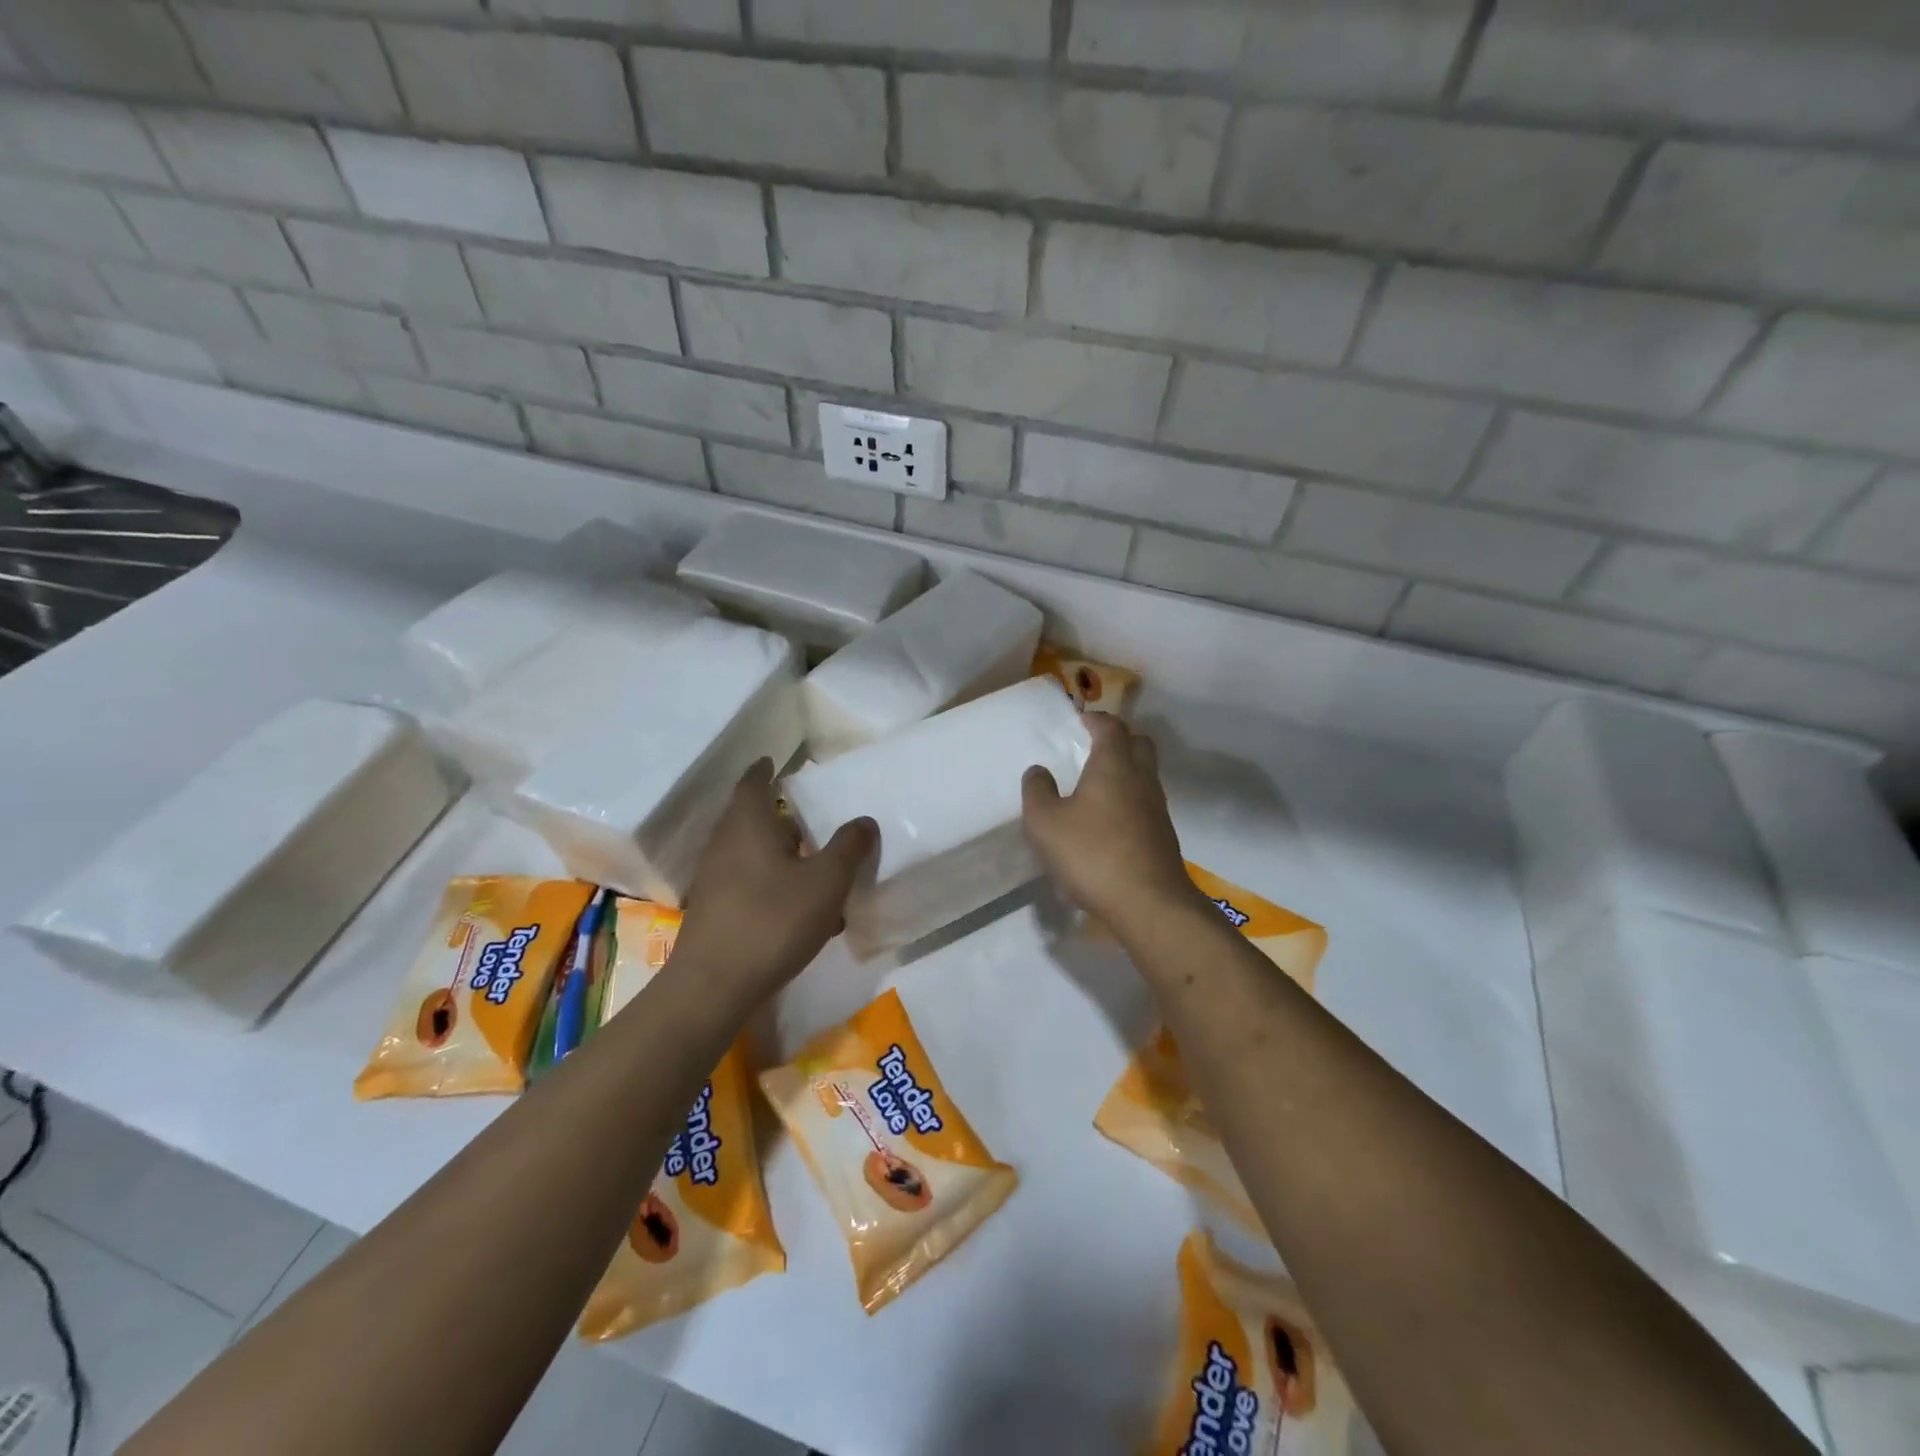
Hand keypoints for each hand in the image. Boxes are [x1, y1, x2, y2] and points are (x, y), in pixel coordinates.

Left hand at [670, 760, 875, 1001]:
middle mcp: (725, 844)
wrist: (713, 986)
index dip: (765, 769)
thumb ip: (848, 847)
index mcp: (748, 825)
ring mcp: (715, 879)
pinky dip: (773, 883)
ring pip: (751, 853)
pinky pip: (748, 882)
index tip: (775, 760)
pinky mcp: (714, 910)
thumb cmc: (773, 920)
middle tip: (809, 815)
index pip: (753, 782)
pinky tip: (801, 910)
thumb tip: (863, 821)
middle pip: (750, 817)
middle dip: (778, 814)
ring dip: (780, 853)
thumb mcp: (826, 882)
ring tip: (814, 865)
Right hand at [1021, 714, 1201, 935]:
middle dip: (1118, 739)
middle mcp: (1141, 778)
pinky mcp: (1163, 834)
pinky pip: (1146, 802)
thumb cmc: (1093, 854)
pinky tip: (1109, 821)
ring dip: (1125, 771)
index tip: (1080, 720)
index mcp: (1114, 765)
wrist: (1149, 903)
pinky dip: (1129, 799)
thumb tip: (1038, 770)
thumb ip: (1037, 791)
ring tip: (1096, 786)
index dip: (1095, 719)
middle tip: (1093, 748)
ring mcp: (1157, 807)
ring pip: (1145, 774)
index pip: (1111, 727)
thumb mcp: (1046, 823)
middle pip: (1139, 743)